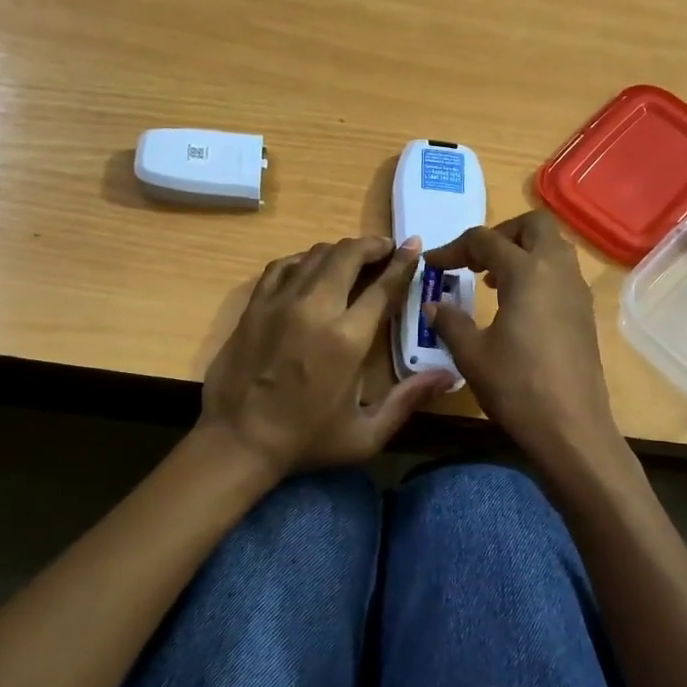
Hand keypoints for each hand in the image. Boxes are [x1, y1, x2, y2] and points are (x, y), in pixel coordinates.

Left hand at [200, 235, 451, 478]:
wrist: (238, 441)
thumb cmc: (306, 441)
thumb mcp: (366, 434)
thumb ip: (407, 400)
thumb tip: (448, 377)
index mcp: (348, 339)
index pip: (383, 286)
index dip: (402, 263)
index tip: (414, 246)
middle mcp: (316, 309)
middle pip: (348, 256)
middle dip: (372, 245)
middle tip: (385, 248)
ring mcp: (281, 302)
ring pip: (315, 255)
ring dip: (340, 250)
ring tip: (354, 256)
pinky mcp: (255, 305)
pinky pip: (282, 265)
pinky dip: (303, 260)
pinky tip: (311, 266)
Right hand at [424, 211, 620, 466]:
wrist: (572, 428)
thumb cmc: (517, 387)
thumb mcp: (472, 354)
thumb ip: (450, 322)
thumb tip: (433, 305)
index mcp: (527, 272)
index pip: (485, 241)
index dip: (453, 249)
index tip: (432, 266)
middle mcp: (557, 270)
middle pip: (533, 225)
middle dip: (501, 233)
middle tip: (475, 260)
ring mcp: (577, 291)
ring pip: (553, 247)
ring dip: (522, 251)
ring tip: (494, 280)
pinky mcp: (585, 312)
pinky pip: (561, 272)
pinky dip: (538, 273)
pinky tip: (518, 305)